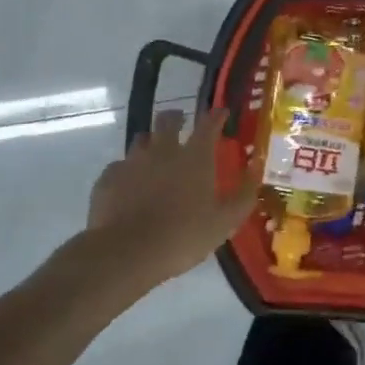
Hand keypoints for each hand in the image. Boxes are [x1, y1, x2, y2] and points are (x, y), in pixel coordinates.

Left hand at [86, 108, 255, 286]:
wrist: (127, 253)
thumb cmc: (184, 236)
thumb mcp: (226, 221)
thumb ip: (244, 193)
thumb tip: (256, 168)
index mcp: (195, 157)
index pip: (208, 124)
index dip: (216, 115)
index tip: (221, 112)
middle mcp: (163, 150)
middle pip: (167, 119)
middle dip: (176, 117)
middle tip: (181, 124)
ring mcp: (132, 162)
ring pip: (141, 139)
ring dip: (150, 142)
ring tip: (154, 156)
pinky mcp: (108, 178)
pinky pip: (119, 166)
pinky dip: (127, 171)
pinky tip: (129, 185)